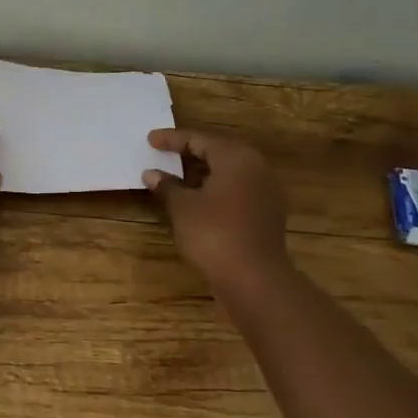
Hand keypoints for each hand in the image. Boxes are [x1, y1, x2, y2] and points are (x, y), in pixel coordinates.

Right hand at [143, 129, 290, 286]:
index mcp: (236, 157)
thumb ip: (167, 186)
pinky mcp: (267, 214)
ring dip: (203, 174)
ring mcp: (266, 192)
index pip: (199, 139)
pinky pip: (237, 191)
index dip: (172, 139)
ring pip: (229, 173)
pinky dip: (216, 190)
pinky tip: (198, 202)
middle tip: (164, 154)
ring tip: (177, 179)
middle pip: (218, 152)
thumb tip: (151, 174)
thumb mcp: (183, 207)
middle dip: (190, 154)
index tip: (150, 140)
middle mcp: (256, 168)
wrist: (255, 278)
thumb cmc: (214, 233)